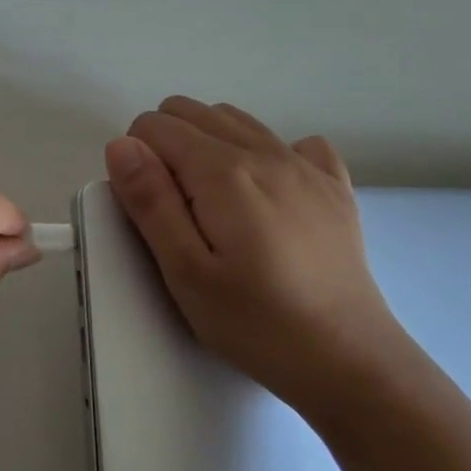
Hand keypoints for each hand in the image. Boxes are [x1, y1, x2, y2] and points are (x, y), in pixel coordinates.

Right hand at [104, 97, 414, 417]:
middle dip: (165, 144)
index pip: (155, 126)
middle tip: (174, 210)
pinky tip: (269, 195)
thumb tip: (122, 145)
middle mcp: (265, 152)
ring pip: (237, 119)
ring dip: (208, 143)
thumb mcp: (185, 273)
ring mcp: (306, 165)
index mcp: (223, 172)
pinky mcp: (335, 186)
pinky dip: (268, 153)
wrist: (348, 359)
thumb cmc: (255, 323)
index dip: (136, 159)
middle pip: (193, 111)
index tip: (149, 209)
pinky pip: (295, 142)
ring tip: (212, 204)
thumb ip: (150, 203)